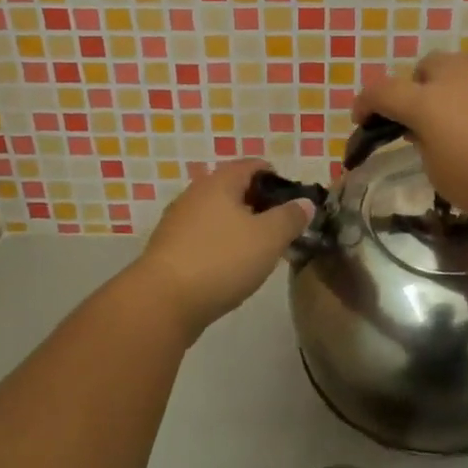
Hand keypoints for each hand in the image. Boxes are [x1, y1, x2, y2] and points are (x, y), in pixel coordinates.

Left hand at [132, 160, 313, 340]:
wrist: (162, 301)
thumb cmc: (221, 260)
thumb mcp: (268, 238)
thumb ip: (290, 217)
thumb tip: (305, 202)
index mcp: (220, 181)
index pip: (254, 165)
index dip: (277, 179)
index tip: (294, 204)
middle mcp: (196, 193)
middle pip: (234, 189)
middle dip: (259, 205)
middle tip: (281, 230)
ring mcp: (178, 220)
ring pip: (218, 214)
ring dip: (239, 227)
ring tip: (259, 252)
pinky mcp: (169, 248)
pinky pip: (203, 237)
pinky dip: (220, 245)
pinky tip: (230, 269)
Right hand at [353, 52, 467, 233]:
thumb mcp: (440, 174)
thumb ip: (424, 144)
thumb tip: (427, 129)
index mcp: (427, 99)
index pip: (381, 90)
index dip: (365, 103)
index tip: (362, 119)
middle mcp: (458, 74)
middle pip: (424, 68)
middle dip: (415, 88)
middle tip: (421, 120)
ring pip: (461, 68)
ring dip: (451, 87)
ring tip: (461, 120)